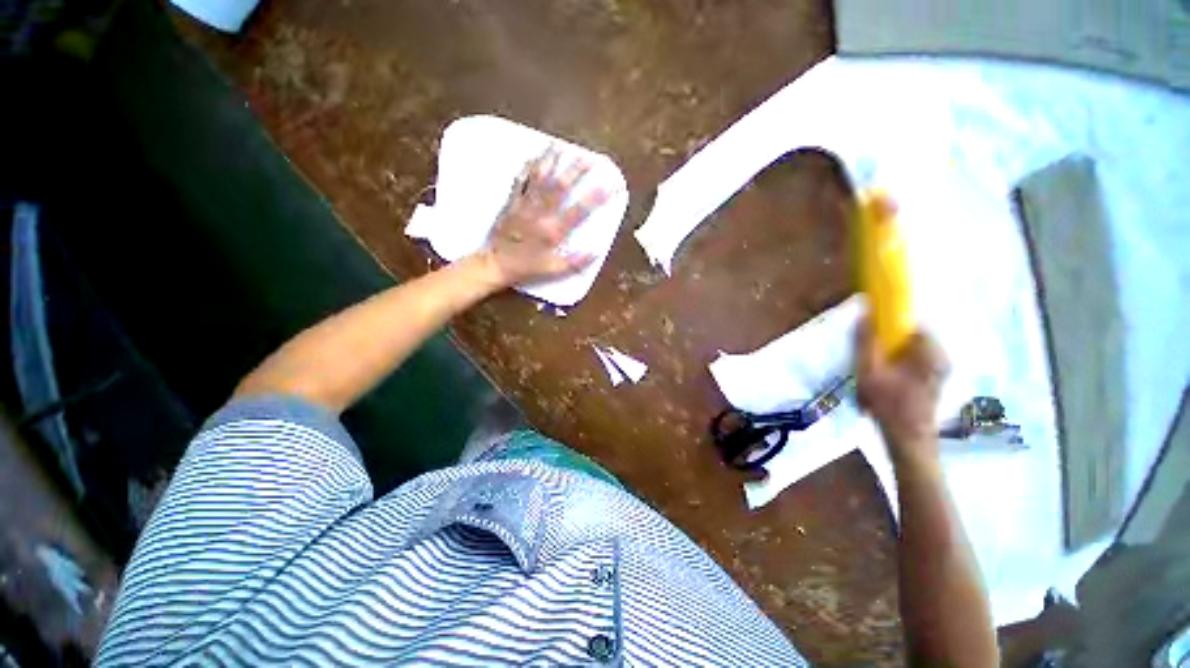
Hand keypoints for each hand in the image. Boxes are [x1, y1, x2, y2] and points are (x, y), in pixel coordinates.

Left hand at [481, 148, 609, 287]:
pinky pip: (520, 181)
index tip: (609, 185)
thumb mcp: (553, 269)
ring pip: (539, 179)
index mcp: (552, 231)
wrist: (496, 263)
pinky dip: (527, 168)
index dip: (595, 197)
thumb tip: (596, 252)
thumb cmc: (527, 267)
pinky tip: (533, 157)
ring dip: (550, 162)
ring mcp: (524, 205)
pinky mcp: (511, 202)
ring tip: (560, 146)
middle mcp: (540, 214)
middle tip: (588, 157)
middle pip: (559, 187)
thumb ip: (575, 262)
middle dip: (575, 171)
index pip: (578, 211)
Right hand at [855, 319, 948, 465]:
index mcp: (930, 351)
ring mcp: (940, 372)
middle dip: (890, 343)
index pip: (914, 324)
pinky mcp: (935, 383)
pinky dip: (900, 367)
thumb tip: (865, 315)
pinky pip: (916, 365)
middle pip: (913, 339)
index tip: (873, 332)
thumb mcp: (869, 370)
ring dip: (893, 357)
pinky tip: (886, 381)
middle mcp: (941, 358)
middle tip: (871, 356)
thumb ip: (866, 342)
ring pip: (913, 353)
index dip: (892, 324)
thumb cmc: (888, 403)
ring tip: (876, 371)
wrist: (908, 438)